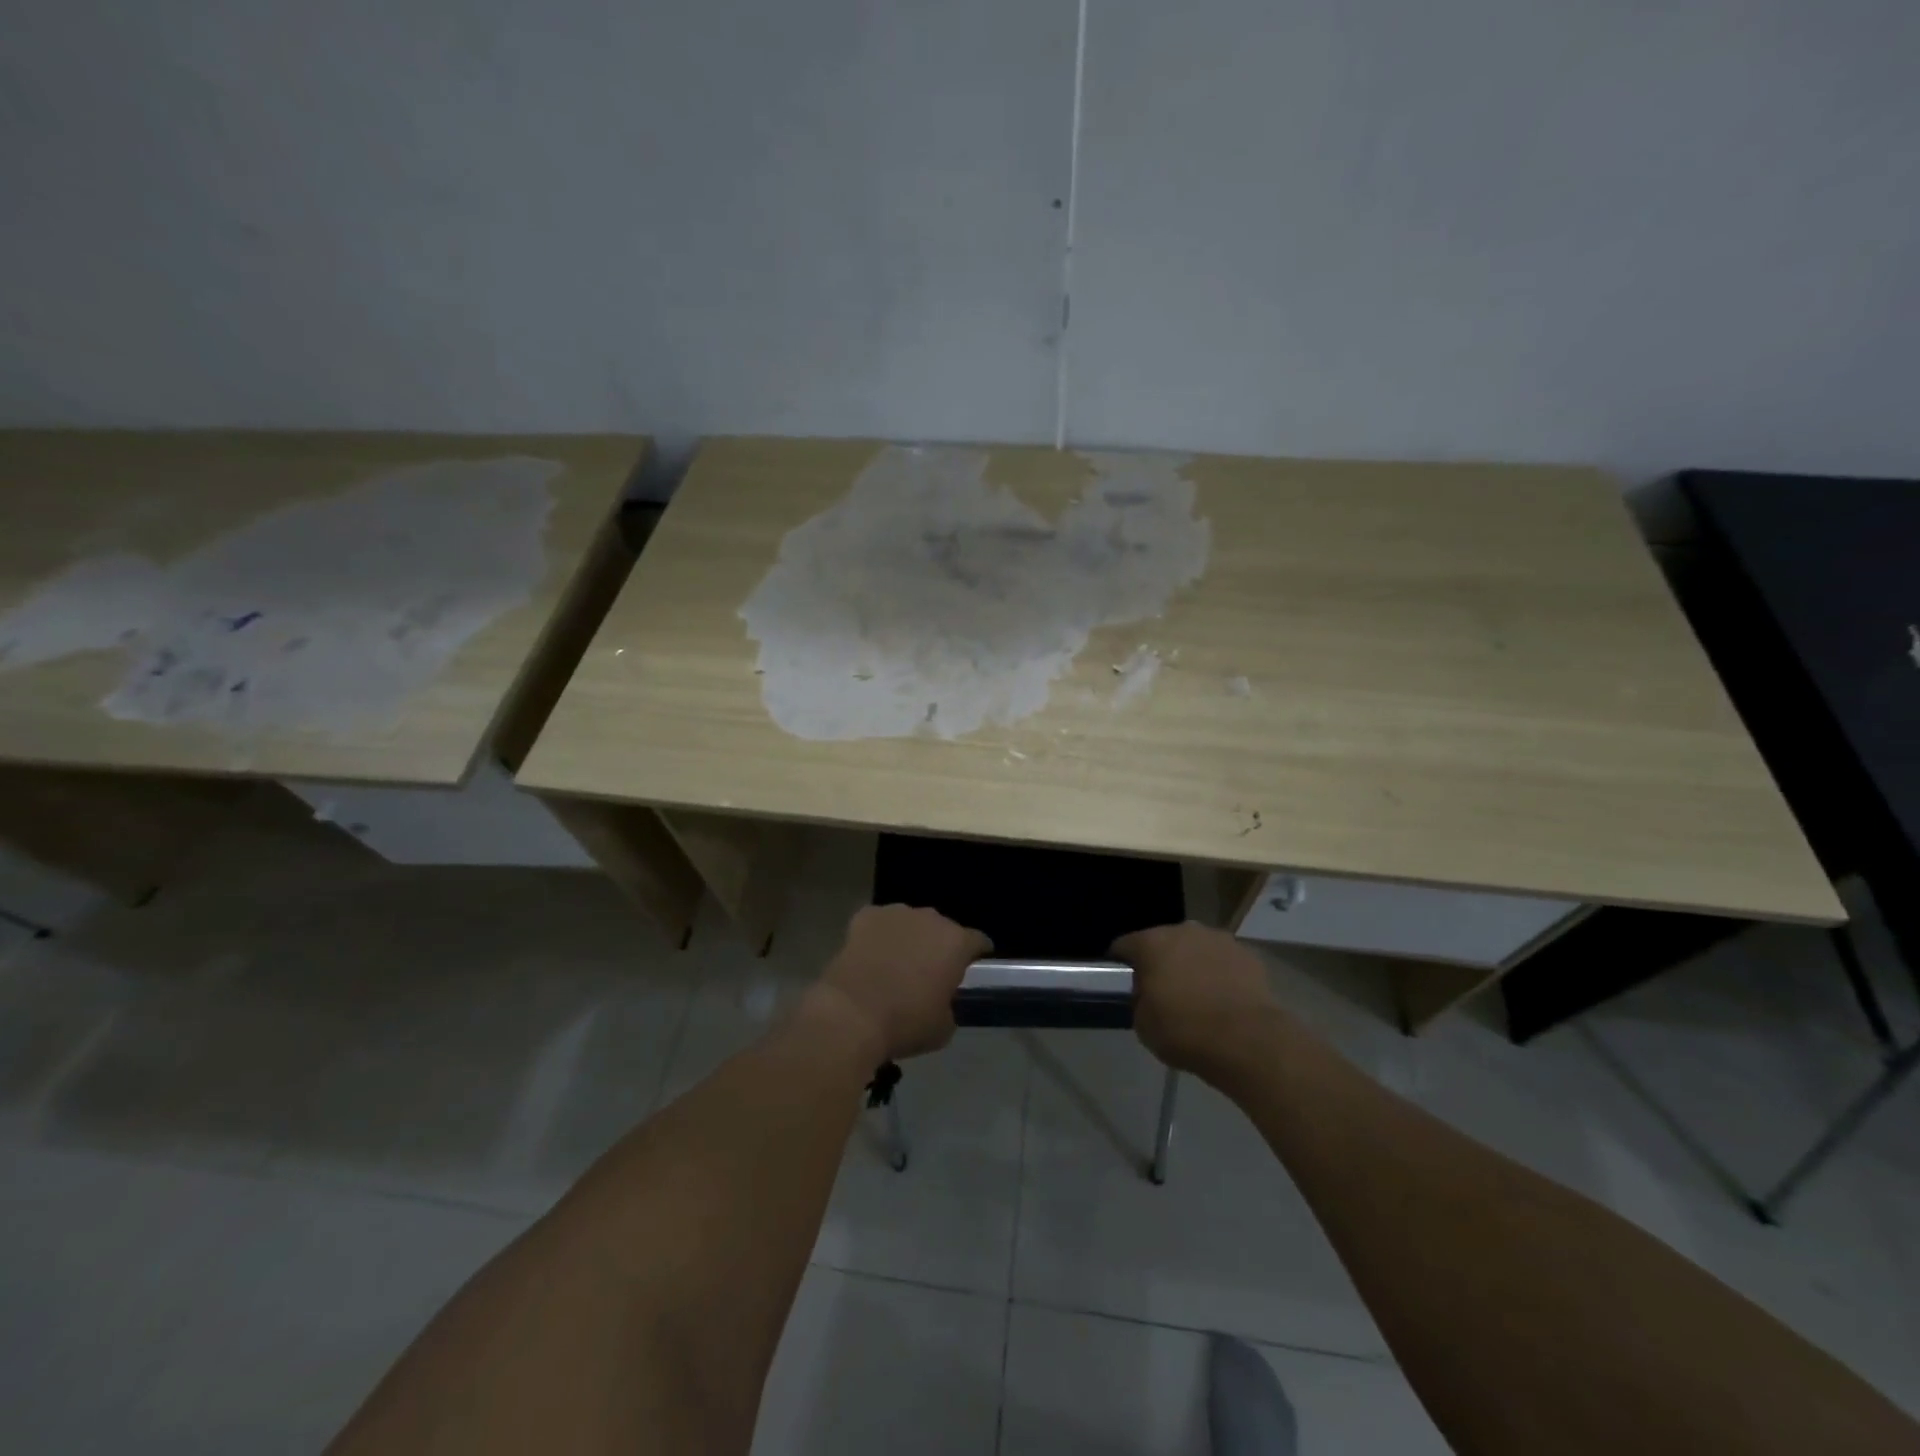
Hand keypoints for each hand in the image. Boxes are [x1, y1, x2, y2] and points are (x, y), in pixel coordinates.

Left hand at [814, 905, 991, 1062]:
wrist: (851, 1014)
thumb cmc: (905, 1023)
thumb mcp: (943, 1028)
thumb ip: (950, 1006)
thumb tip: (942, 1001)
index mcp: (956, 942)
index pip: (978, 941)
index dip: (977, 954)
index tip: (972, 968)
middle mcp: (930, 918)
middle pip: (942, 928)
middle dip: (939, 946)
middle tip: (929, 972)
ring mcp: (896, 913)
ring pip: (910, 922)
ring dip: (909, 938)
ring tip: (896, 963)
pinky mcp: (866, 915)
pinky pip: (879, 923)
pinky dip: (878, 936)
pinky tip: (870, 956)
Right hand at [1111, 922, 1282, 1075]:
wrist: (1249, 1042)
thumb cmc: (1186, 1032)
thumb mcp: (1143, 1025)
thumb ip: (1139, 1000)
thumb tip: (1146, 994)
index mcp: (1151, 943)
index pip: (1123, 945)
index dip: (1120, 964)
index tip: (1124, 983)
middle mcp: (1183, 931)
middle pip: (1163, 942)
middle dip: (1161, 961)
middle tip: (1163, 991)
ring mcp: (1219, 939)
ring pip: (1196, 948)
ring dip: (1193, 964)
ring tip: (1198, 995)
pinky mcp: (1248, 954)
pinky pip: (1224, 961)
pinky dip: (1221, 974)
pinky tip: (1225, 999)